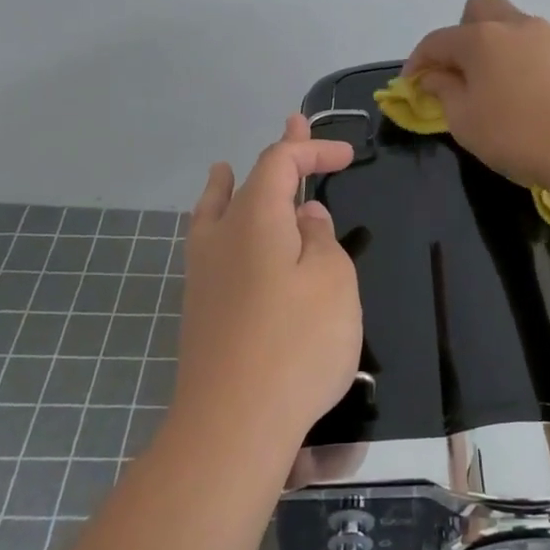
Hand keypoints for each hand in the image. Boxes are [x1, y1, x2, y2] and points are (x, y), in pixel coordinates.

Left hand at [175, 114, 361, 449]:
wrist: (233, 426)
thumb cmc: (295, 344)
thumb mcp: (332, 281)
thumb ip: (321, 240)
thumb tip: (305, 218)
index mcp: (255, 218)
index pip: (281, 162)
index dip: (313, 148)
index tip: (348, 156)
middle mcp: (221, 236)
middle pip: (246, 179)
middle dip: (278, 154)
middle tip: (294, 124)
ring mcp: (204, 274)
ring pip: (213, 212)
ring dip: (231, 186)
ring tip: (224, 170)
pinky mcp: (201, 310)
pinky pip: (207, 245)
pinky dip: (217, 224)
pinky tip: (222, 237)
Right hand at [404, 0, 549, 190]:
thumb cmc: (517, 135)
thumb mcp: (465, 122)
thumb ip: (444, 92)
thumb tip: (435, 76)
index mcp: (480, 39)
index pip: (437, 40)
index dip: (418, 61)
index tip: (413, 85)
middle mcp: (515, 26)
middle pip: (480, 7)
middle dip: (463, 31)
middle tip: (462, 70)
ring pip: (515, 26)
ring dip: (499, 47)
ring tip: (500, 88)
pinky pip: (541, 47)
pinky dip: (528, 62)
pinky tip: (534, 96)